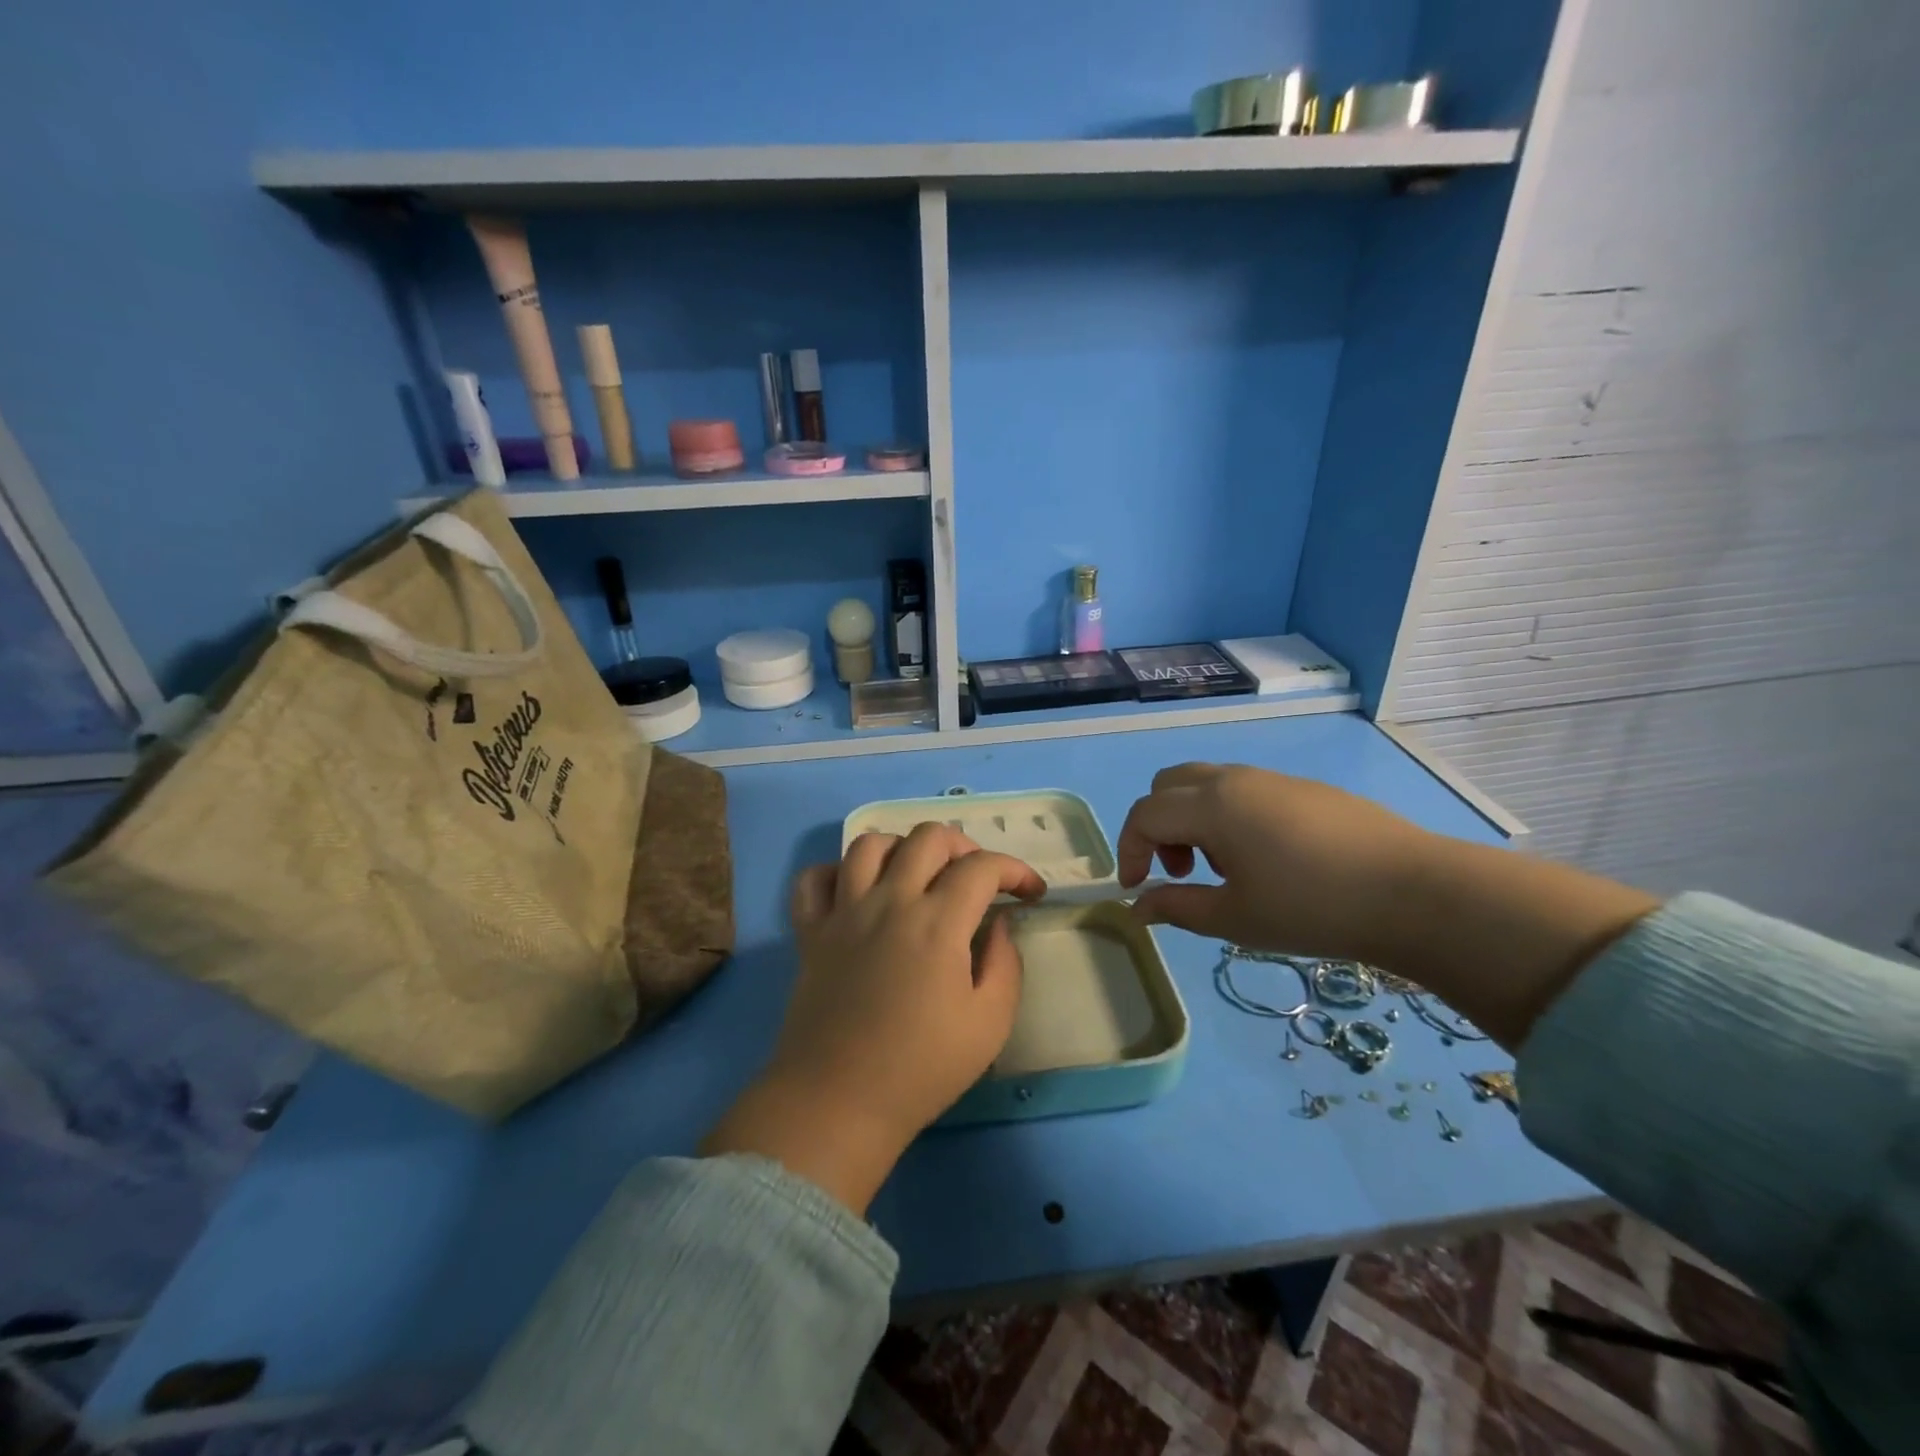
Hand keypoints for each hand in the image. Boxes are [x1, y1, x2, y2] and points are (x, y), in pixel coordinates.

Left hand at [702, 823, 1044, 1213]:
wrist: (838, 1102)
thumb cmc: (921, 1068)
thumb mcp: (990, 1024)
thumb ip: (1005, 963)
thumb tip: (998, 924)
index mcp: (938, 922)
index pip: (983, 867)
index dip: (1016, 870)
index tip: (1031, 894)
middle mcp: (890, 901)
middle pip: (928, 837)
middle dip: (964, 846)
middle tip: (977, 880)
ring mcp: (844, 912)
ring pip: (869, 844)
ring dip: (903, 848)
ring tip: (918, 876)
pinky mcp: (810, 932)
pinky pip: (814, 879)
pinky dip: (837, 873)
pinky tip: (857, 891)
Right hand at [1118, 762, 1659, 1049]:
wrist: (1415, 892)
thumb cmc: (1312, 908)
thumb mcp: (1235, 918)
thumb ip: (1178, 908)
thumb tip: (1139, 907)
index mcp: (1210, 806)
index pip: (1144, 814)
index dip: (1129, 851)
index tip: (1138, 889)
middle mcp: (1234, 779)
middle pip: (1169, 784)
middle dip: (1157, 826)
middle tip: (1179, 871)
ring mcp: (1272, 778)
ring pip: (1206, 783)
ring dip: (1193, 820)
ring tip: (1224, 869)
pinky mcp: (1305, 788)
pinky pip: (1243, 789)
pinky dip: (1227, 816)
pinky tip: (1265, 859)